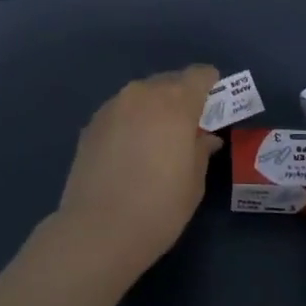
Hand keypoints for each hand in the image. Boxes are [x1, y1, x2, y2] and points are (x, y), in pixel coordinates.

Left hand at [47, 65, 222, 284]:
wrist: (98, 231)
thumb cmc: (159, 207)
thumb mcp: (194, 182)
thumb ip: (201, 150)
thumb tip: (205, 138)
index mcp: (175, 102)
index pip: (199, 75)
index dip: (210, 85)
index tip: (214, 104)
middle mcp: (142, 94)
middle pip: (168, 82)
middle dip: (181, 97)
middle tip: (188, 126)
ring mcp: (112, 107)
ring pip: (141, 96)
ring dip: (153, 109)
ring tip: (156, 139)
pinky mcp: (90, 125)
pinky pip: (120, 112)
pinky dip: (130, 122)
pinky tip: (130, 151)